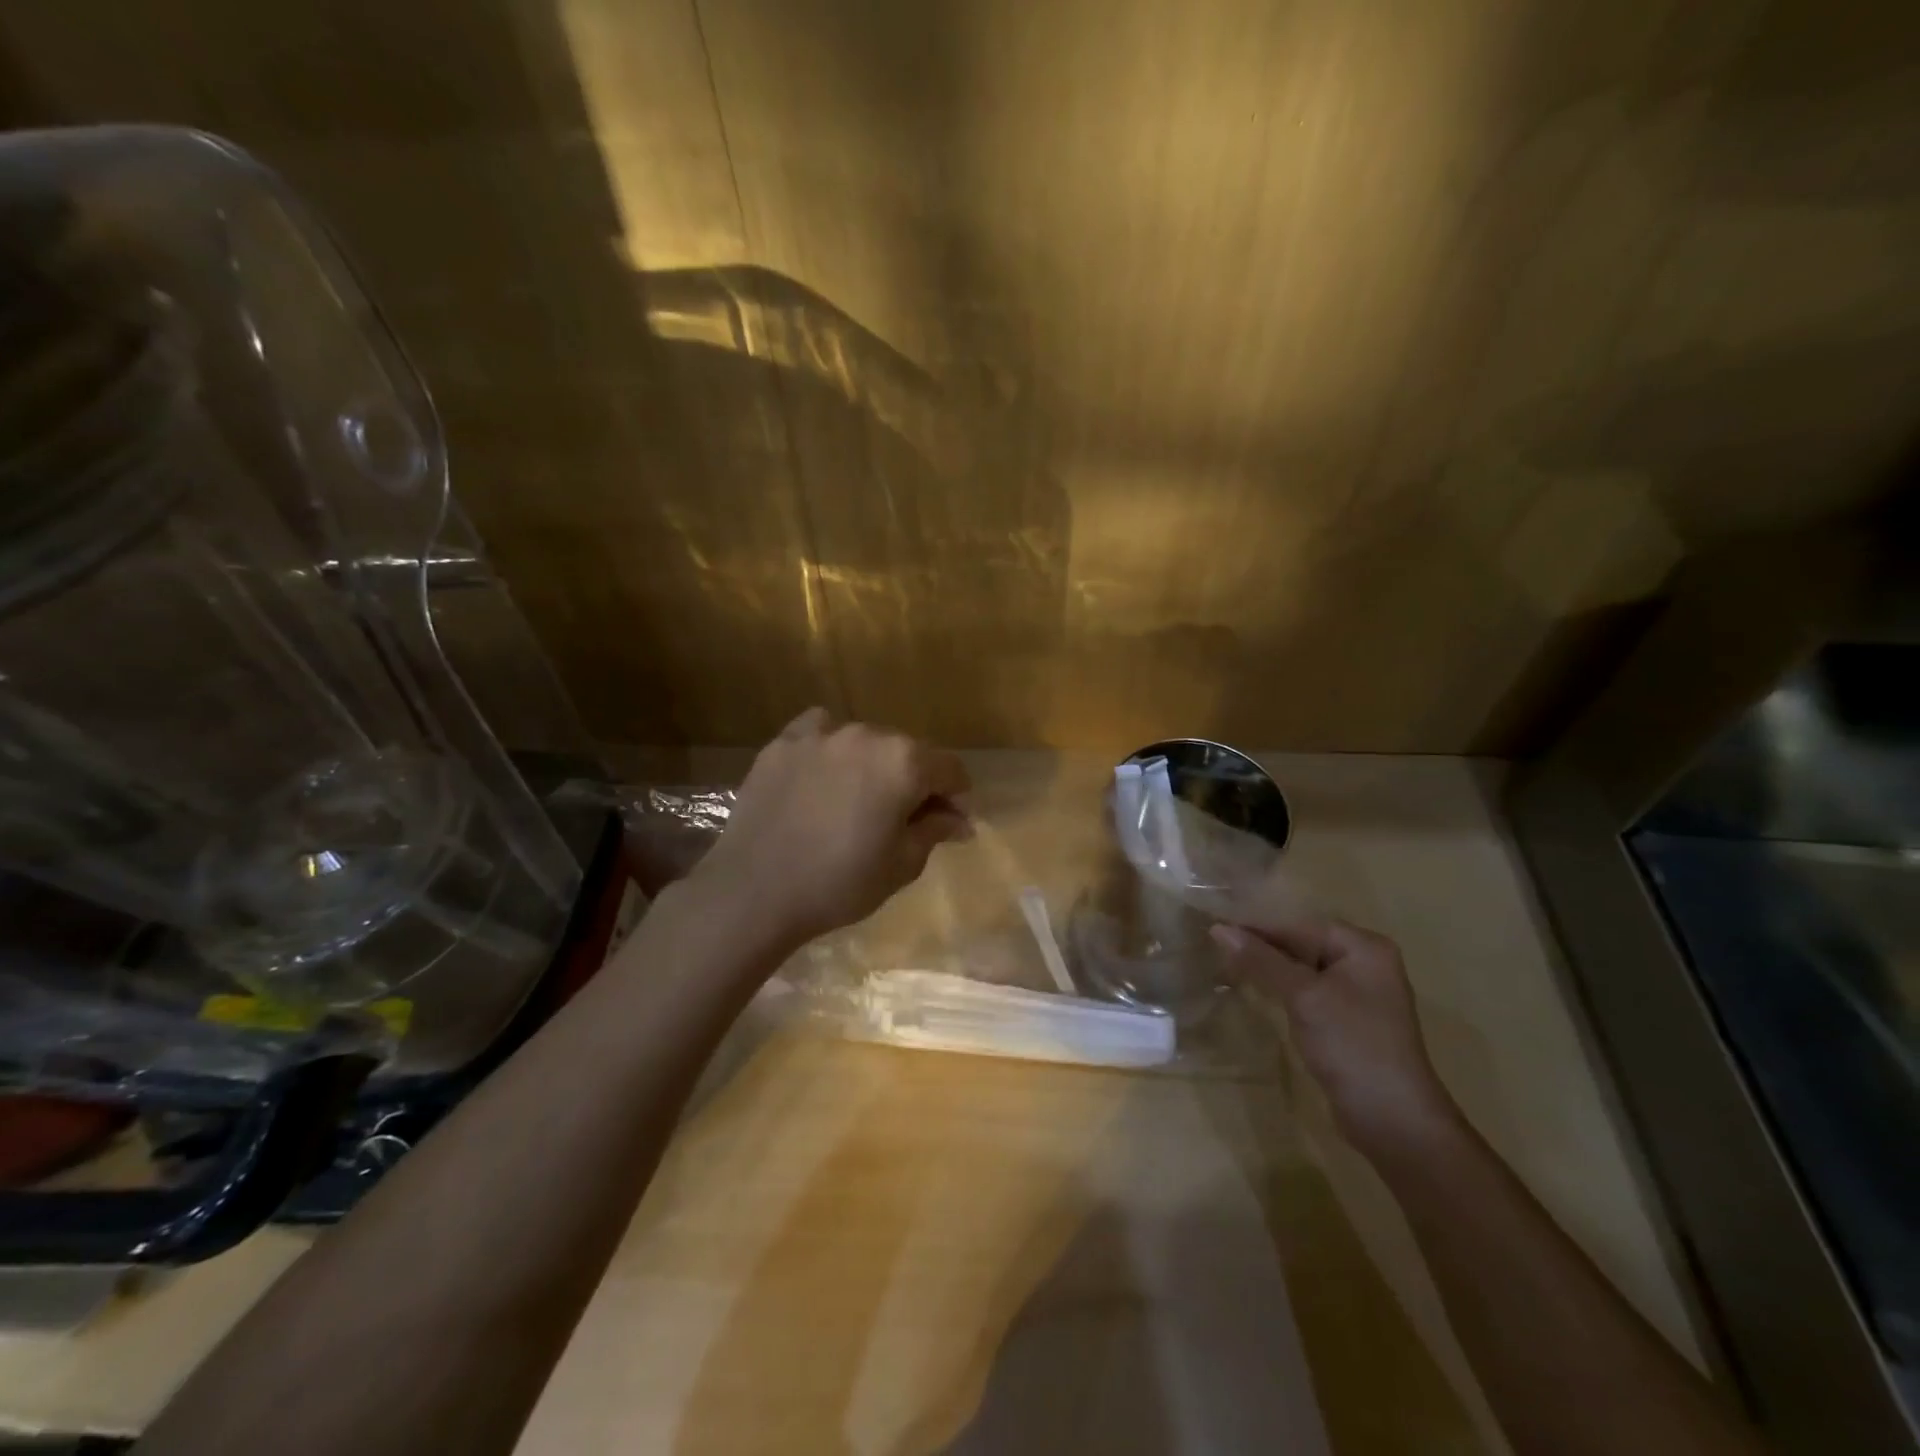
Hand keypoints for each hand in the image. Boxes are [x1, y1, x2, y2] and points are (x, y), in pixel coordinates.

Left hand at [694, 708, 971, 948]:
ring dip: (872, 766)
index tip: (949, 824)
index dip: (956, 797)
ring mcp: (820, 735)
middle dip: (915, 781)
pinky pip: (820, 734)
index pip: (949, 769)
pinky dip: (830, 750)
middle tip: (904, 818)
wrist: (754, 891)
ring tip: (857, 801)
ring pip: (864, 742)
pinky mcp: (782, 743)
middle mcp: (866, 735)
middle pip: (907, 752)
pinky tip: (823, 776)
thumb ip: (935, 830)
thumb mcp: (902, 864)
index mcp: (904, 762)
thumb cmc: (840, 883)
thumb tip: (958, 819)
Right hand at [1209, 915, 1457, 1152]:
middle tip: (1215, 948)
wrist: (1393, 1120)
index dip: (1257, 927)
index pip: (1299, 925)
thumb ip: (1262, 960)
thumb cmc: (1352, 1045)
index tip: (1216, 929)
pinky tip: (1255, 991)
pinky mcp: (1347, 1019)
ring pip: (1301, 969)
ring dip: (1268, 968)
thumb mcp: (1303, 996)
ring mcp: (1357, 993)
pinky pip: (1307, 991)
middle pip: (1301, 943)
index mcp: (1364, 947)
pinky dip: (1281, 989)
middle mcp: (1364, 963)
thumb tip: (1218, 928)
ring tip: (1226, 966)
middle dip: (1261, 947)